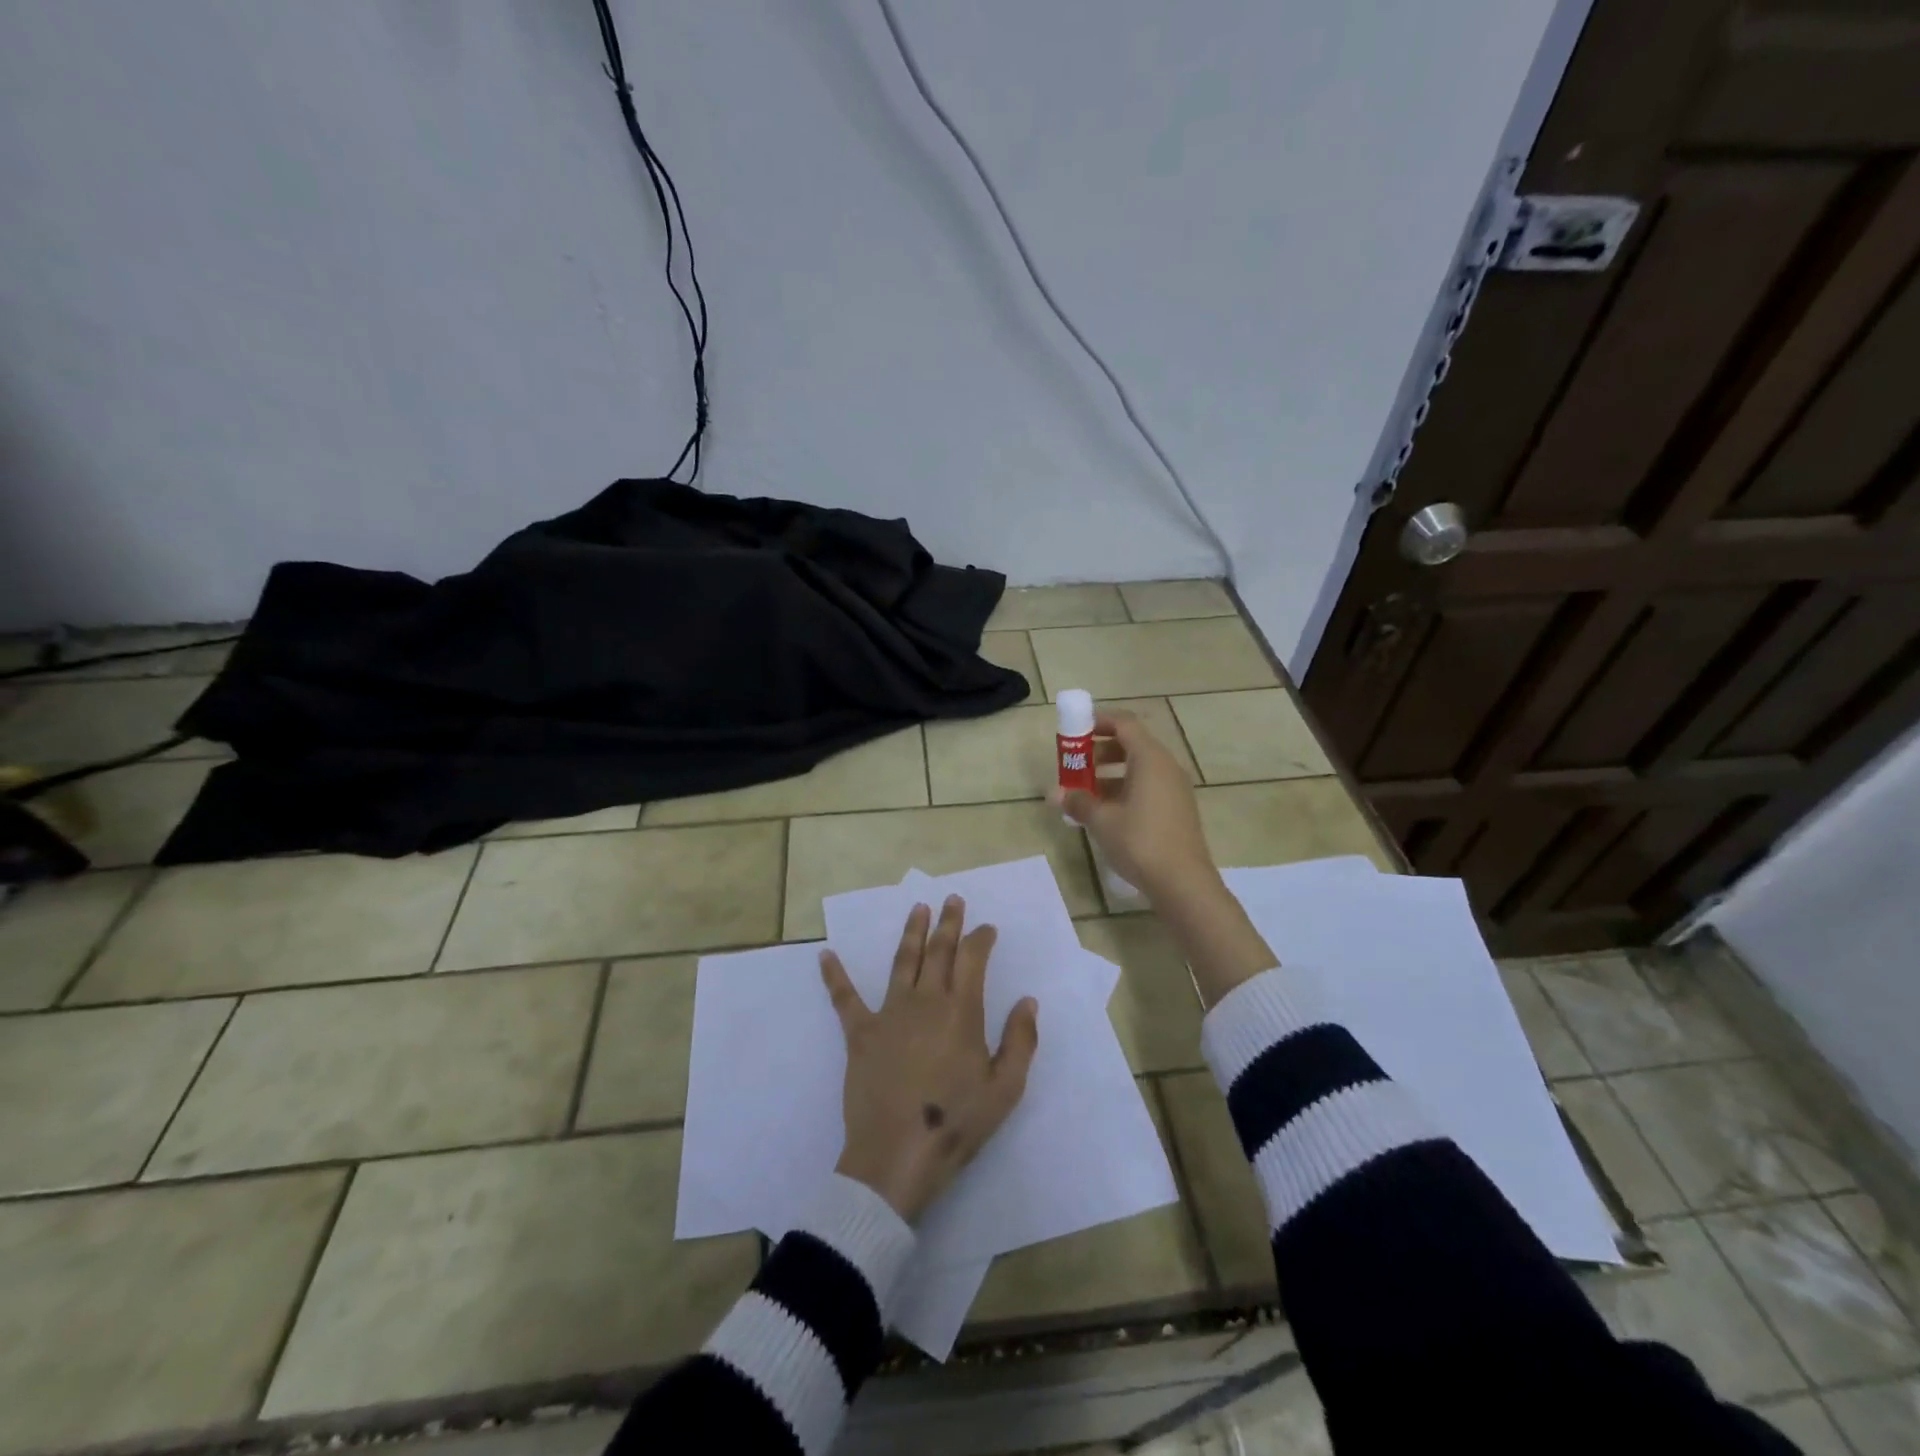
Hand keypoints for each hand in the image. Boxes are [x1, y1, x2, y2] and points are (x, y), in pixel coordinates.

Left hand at [820, 896, 1039, 1222]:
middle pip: (938, 950)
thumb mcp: (1005, 1089)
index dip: (980, 938)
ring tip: (918, 908)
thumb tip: (1027, 1001)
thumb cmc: (955, 1124)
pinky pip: (845, 998)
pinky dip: (835, 976)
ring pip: (902, 961)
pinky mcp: (860, 1034)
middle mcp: (924, 1001)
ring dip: (911, 932)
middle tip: (952, 898)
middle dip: (948, 922)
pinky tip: (825, 955)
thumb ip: (1020, 1041)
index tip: (987, 928)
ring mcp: (889, 1013)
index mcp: (960, 1011)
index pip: (972, 959)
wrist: (896, 1157)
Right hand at [1052, 709, 1218, 902]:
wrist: (1183, 882)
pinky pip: (1148, 786)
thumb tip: (1055, 793)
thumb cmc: (1140, 842)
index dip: (1099, 722)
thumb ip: (1078, 801)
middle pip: (1132, 744)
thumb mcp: (1102, 821)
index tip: (1075, 733)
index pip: (1124, 724)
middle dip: (1101, 751)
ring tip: (1086, 793)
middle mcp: (1166, 766)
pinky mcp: (1178, 808)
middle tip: (1076, 766)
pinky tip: (1107, 812)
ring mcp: (1175, 788)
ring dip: (1111, 773)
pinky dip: (1126, 789)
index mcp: (1150, 758)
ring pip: (1140, 768)